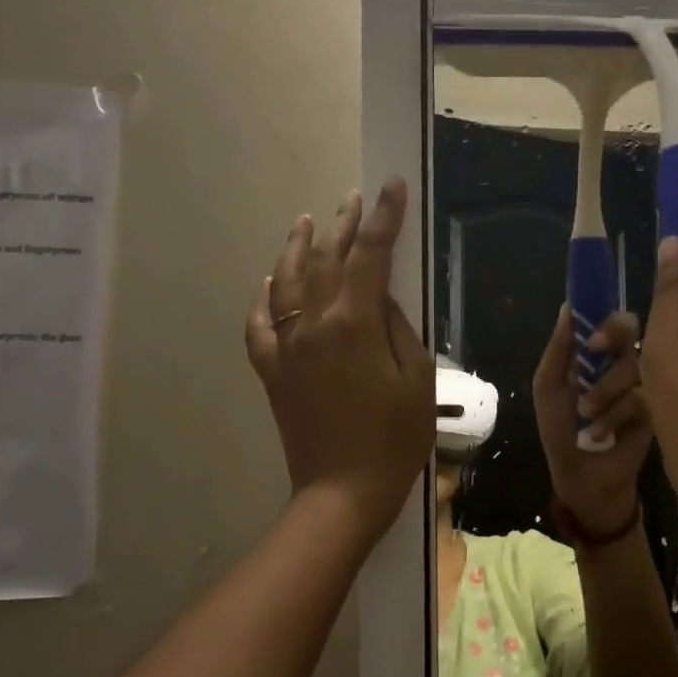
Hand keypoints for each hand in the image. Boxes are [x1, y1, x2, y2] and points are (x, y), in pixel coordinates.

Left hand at [245, 179, 433, 537]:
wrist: (343, 490)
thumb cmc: (394, 439)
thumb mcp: (417, 379)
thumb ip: (398, 327)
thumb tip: (381, 297)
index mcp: (353, 324)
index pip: (369, 255)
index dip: (383, 217)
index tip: (392, 186)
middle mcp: (313, 325)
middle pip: (325, 259)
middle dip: (342, 224)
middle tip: (355, 198)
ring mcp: (286, 347)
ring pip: (285, 281)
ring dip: (297, 247)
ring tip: (306, 221)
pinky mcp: (272, 371)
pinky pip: (259, 324)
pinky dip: (264, 297)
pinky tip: (270, 283)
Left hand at [533, 307, 651, 537]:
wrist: (583, 477)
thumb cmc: (561, 431)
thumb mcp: (549, 388)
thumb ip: (558, 349)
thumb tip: (567, 307)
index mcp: (595, 352)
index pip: (607, 318)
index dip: (602, 317)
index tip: (591, 336)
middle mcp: (622, 360)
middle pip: (631, 328)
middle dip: (613, 337)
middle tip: (596, 351)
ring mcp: (644, 382)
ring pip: (633, 363)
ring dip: (604, 389)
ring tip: (587, 414)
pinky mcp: (658, 407)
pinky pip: (643, 395)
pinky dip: (617, 412)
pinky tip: (602, 432)